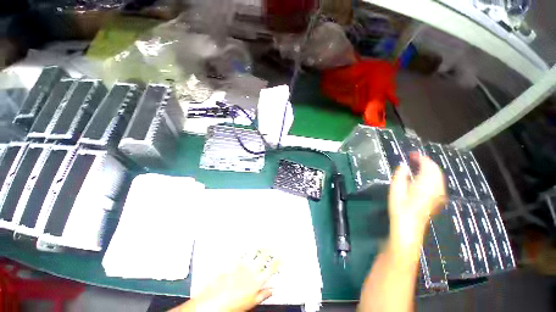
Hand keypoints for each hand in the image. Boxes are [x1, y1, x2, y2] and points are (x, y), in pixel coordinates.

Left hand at [185, 250, 279, 311]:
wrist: (216, 302)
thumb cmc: (234, 305)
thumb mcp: (252, 302)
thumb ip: (263, 294)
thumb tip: (272, 290)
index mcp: (258, 281)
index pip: (271, 270)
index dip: (277, 263)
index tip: (281, 257)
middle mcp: (251, 271)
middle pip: (263, 257)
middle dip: (269, 250)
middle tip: (272, 244)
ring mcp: (242, 265)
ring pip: (253, 253)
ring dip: (258, 246)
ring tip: (261, 241)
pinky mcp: (233, 263)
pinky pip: (240, 253)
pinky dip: (244, 249)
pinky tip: (245, 245)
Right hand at [388, 153, 446, 250]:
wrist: (409, 228)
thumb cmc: (400, 208)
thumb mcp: (395, 190)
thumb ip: (400, 176)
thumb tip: (403, 165)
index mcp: (426, 184)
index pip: (428, 166)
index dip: (421, 158)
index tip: (411, 154)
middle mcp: (436, 188)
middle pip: (436, 170)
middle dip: (426, 162)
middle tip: (413, 159)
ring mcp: (439, 194)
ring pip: (439, 176)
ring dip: (430, 169)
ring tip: (417, 166)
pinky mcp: (438, 199)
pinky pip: (438, 183)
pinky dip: (432, 176)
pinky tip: (423, 178)